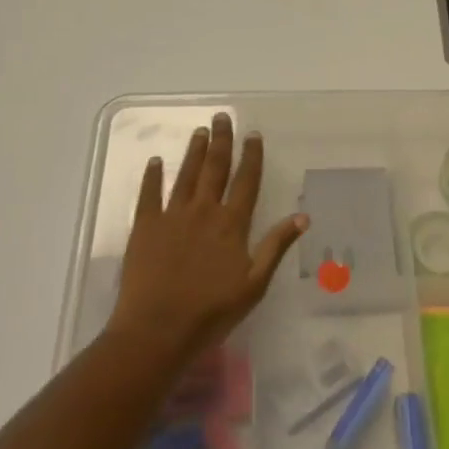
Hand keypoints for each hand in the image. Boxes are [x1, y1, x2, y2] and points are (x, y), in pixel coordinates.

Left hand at [106, 114, 306, 367]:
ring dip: (194, 152)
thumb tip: (302, 216)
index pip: (246, 182)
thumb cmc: (211, 313)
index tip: (253, 134)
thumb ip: (276, 247)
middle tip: (222, 117)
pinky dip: (152, 176)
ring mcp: (172, 216)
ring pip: (186, 175)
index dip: (251, 157)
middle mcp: (204, 211)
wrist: (157, 330)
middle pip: (215, 169)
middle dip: (221, 141)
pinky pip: (149, 194)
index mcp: (232, 224)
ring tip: (200, 131)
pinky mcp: (145, 227)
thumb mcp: (254, 285)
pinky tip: (155, 161)